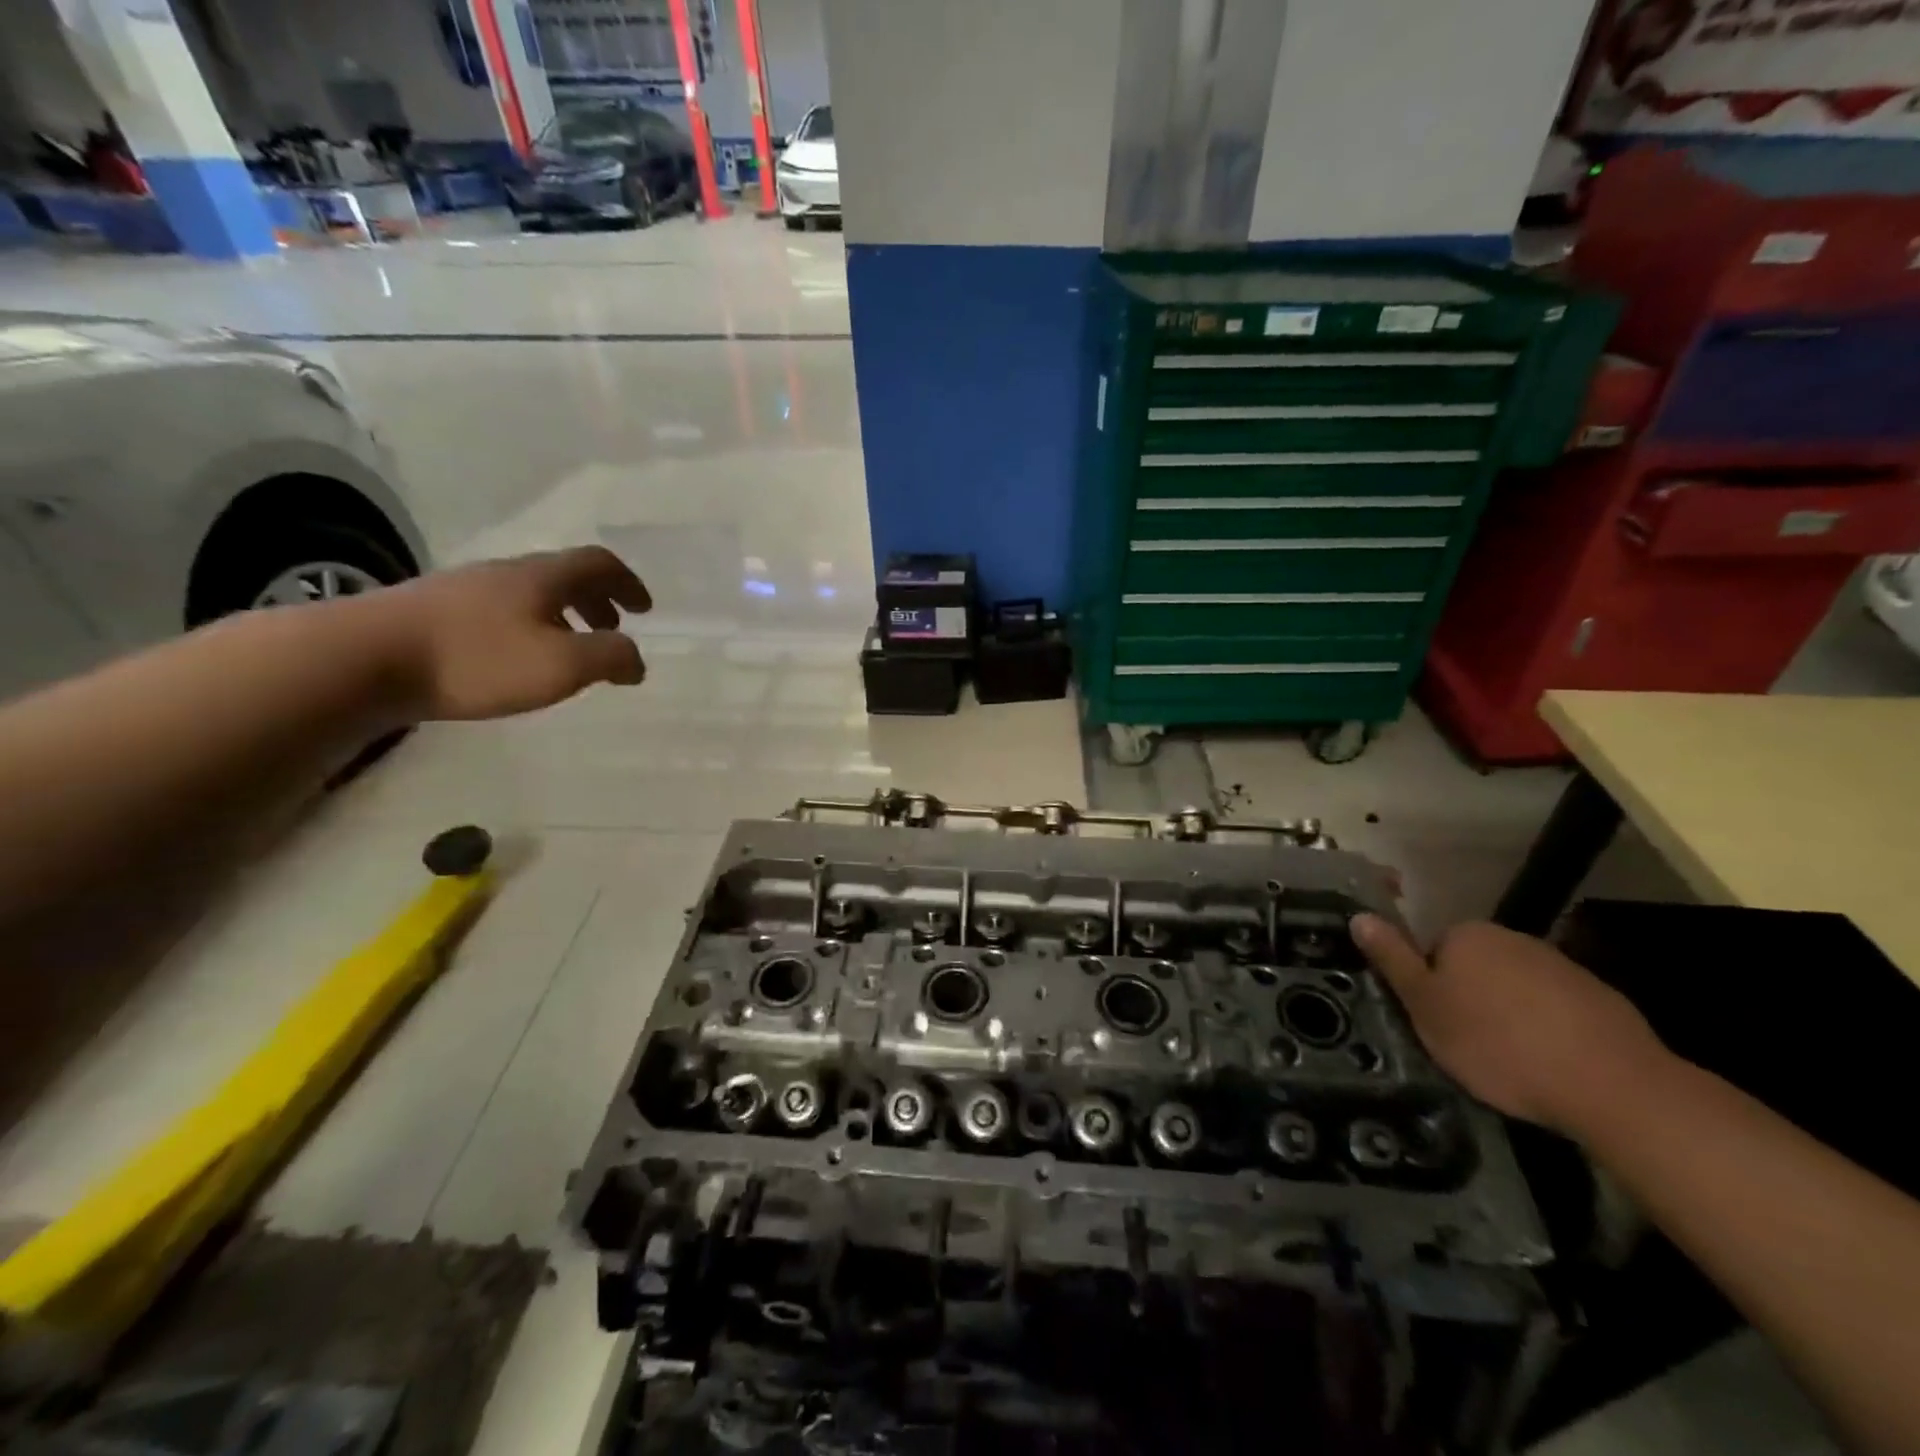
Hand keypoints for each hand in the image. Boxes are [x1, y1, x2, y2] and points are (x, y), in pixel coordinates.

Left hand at [374, 547, 651, 720]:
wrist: (362, 659)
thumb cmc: (477, 659)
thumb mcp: (562, 665)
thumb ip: (610, 658)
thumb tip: (636, 660)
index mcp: (542, 577)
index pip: (598, 563)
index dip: (627, 583)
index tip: (645, 608)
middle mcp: (505, 573)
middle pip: (563, 575)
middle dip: (597, 600)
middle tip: (612, 629)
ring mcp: (465, 589)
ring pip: (529, 593)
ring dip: (561, 615)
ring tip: (566, 650)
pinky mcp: (433, 612)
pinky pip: (499, 611)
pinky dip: (527, 627)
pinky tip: (514, 659)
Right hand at [1350, 914, 1670, 1136]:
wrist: (1611, 1085)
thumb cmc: (1496, 1043)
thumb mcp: (1425, 1007)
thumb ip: (1392, 959)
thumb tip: (1358, 916)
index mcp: (1466, 935)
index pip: (1432, 952)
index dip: (1429, 989)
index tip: (1436, 1025)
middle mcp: (1512, 938)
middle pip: (1475, 966)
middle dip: (1470, 999)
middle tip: (1468, 1046)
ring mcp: (1562, 966)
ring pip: (1517, 988)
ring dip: (1510, 1015)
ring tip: (1513, 1061)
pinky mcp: (1602, 1000)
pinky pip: (1558, 1011)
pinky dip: (1550, 1031)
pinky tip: (1552, 1065)